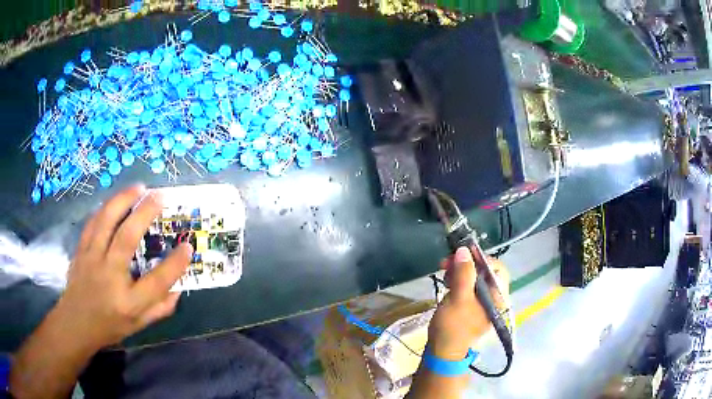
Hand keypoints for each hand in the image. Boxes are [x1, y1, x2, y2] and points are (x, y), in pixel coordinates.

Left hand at [55, 184, 192, 348]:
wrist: (76, 323)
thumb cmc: (110, 326)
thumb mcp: (139, 325)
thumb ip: (160, 308)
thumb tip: (178, 288)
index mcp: (129, 302)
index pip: (157, 281)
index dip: (175, 263)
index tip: (187, 247)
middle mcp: (110, 277)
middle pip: (127, 238)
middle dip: (145, 213)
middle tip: (159, 196)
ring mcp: (92, 260)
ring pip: (106, 221)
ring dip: (123, 200)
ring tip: (139, 188)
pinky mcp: (81, 250)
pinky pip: (93, 222)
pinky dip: (106, 208)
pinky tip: (115, 202)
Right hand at [427, 247, 509, 359]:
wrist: (442, 352)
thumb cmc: (453, 326)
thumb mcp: (458, 298)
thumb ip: (464, 273)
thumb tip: (464, 250)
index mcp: (498, 297)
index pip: (498, 268)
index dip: (481, 258)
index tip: (461, 255)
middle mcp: (495, 298)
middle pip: (486, 272)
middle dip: (467, 264)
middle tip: (446, 262)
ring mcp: (483, 303)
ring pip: (476, 278)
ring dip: (460, 271)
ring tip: (444, 270)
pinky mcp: (472, 306)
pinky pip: (469, 287)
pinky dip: (459, 280)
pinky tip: (447, 281)